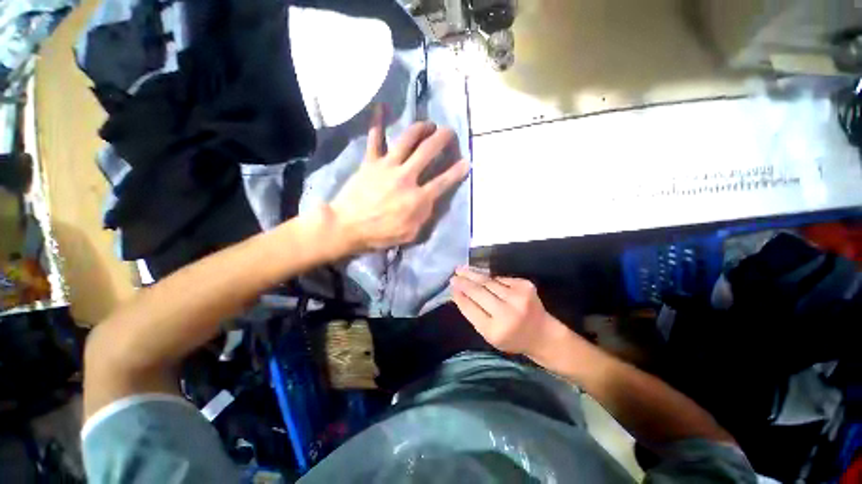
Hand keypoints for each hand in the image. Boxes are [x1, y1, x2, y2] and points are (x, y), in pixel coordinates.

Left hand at [331, 104, 468, 253]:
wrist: (347, 227)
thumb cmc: (381, 234)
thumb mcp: (410, 234)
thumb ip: (425, 216)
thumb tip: (432, 199)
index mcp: (417, 198)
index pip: (444, 181)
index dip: (457, 171)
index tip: (466, 161)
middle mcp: (406, 177)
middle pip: (428, 151)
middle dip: (443, 138)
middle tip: (450, 132)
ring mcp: (387, 166)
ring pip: (407, 139)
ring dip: (421, 128)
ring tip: (429, 124)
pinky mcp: (371, 162)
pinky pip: (375, 138)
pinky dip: (378, 121)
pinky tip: (381, 105)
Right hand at [451, 266, 569, 356]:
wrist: (542, 333)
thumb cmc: (512, 337)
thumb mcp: (489, 334)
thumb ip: (473, 314)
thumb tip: (458, 292)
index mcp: (495, 330)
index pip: (470, 308)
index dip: (459, 295)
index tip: (451, 286)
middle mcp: (508, 313)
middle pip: (478, 291)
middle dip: (464, 281)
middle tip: (454, 274)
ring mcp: (518, 297)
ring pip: (488, 281)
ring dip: (474, 274)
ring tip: (462, 269)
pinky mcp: (525, 285)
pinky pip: (500, 279)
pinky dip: (490, 278)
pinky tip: (482, 276)